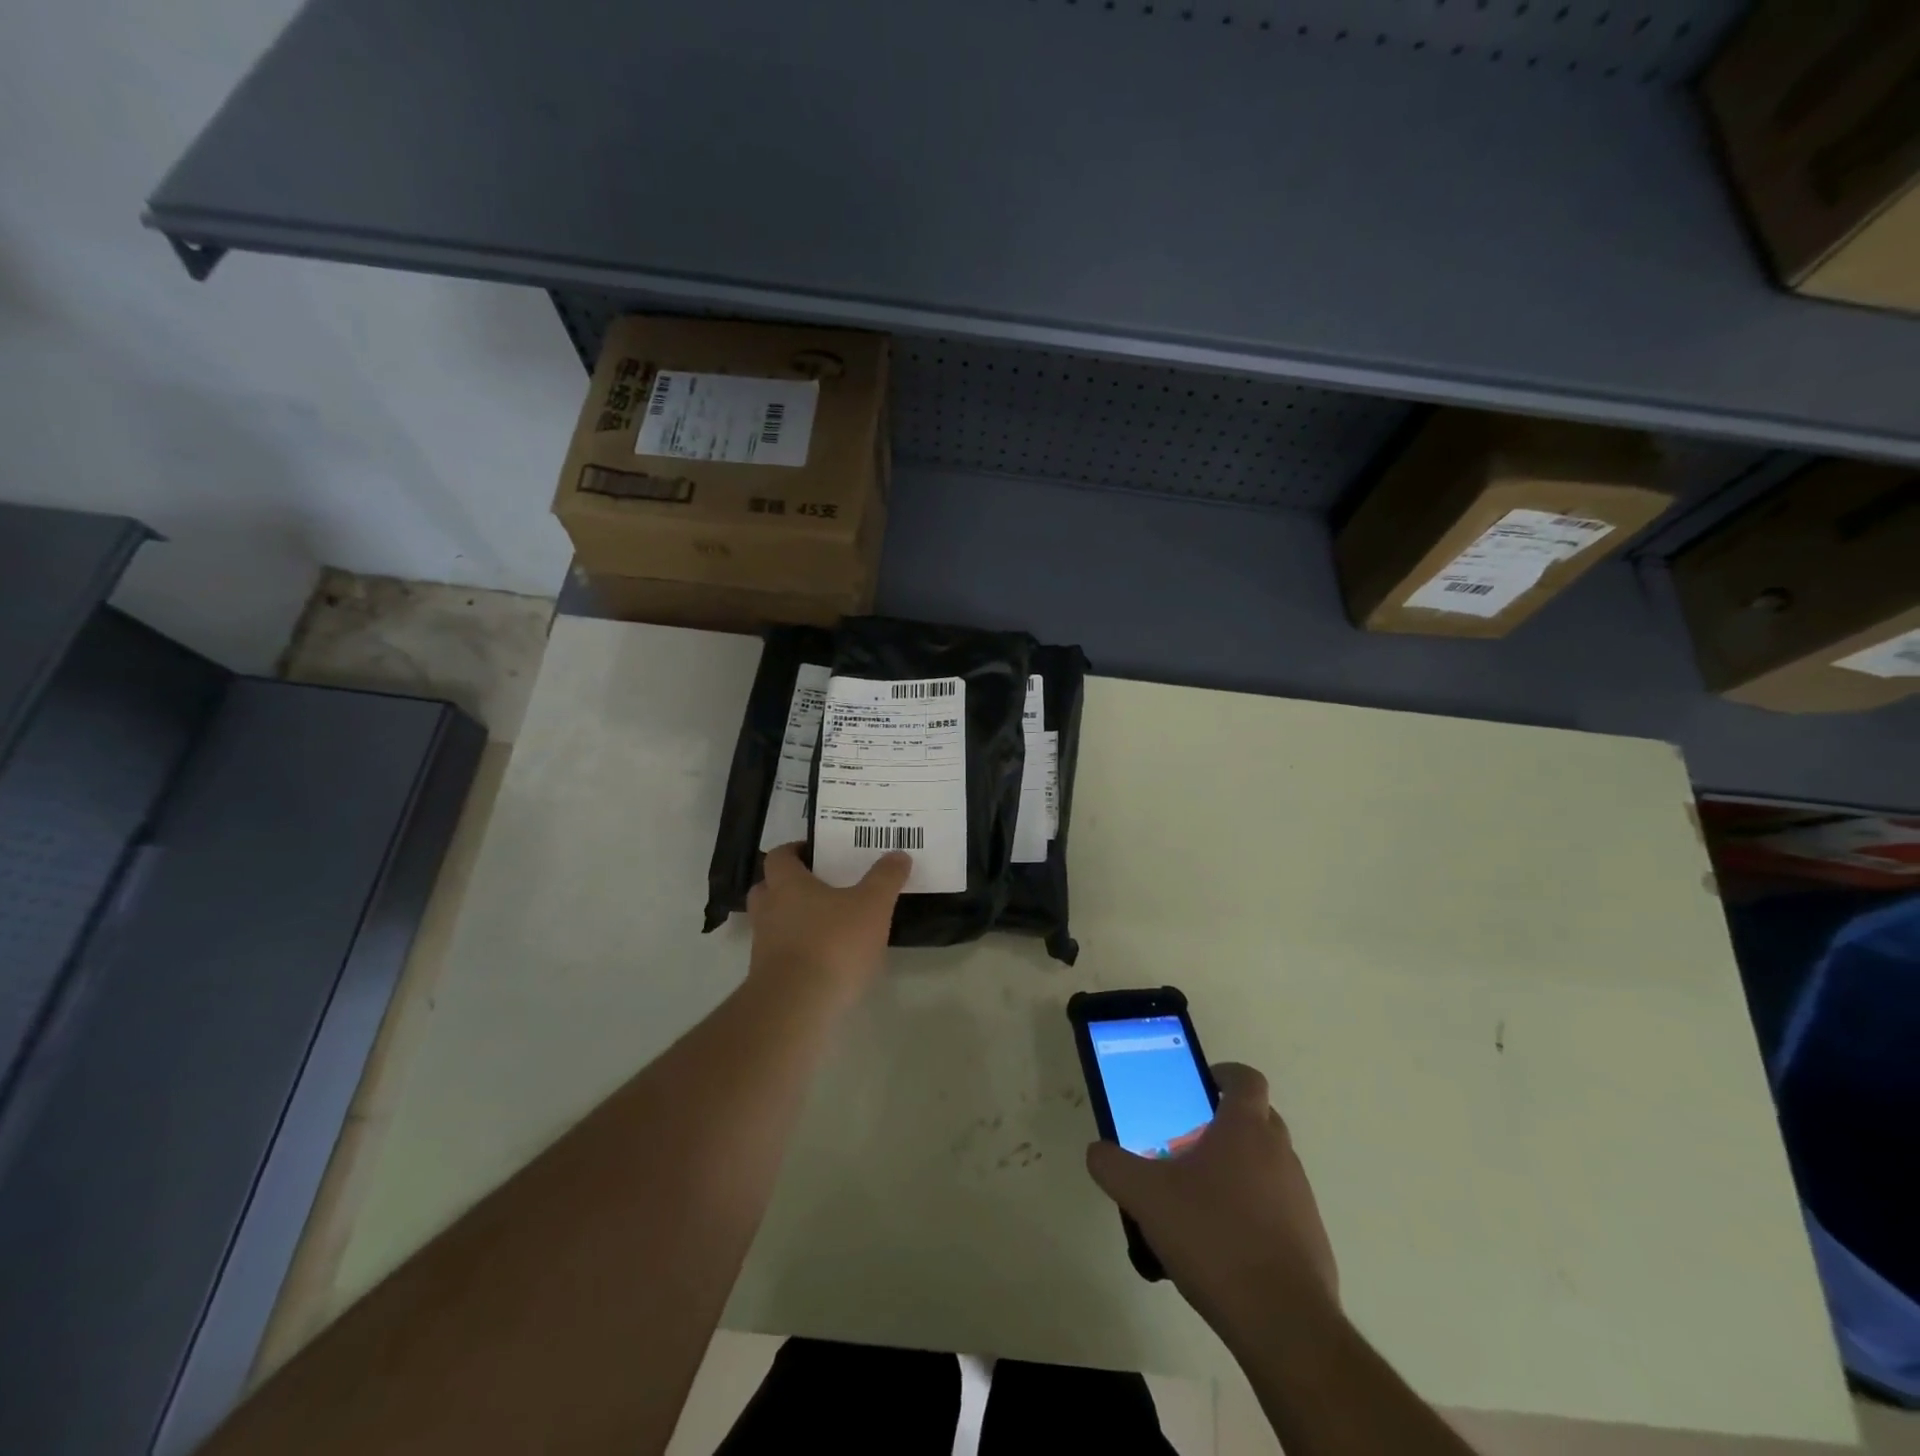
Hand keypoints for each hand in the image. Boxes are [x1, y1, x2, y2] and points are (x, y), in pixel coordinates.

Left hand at [747, 843, 909, 1004]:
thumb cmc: (833, 943)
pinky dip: (798, 952)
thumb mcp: (872, 905)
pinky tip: (826, 960)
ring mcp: (763, 946)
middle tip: (818, 886)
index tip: (817, 852)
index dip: (796, 850)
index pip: (780, 856)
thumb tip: (898, 854)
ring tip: (826, 924)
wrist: (797, 1007)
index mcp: (787, 884)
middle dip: (788, 885)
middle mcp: (768, 910)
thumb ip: (886, 878)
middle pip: (767, 888)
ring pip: (773, 923)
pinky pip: (781, 954)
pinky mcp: (768, 978)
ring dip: (793, 921)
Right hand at [1086, 1063, 1336, 1335]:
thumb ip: (1114, 1167)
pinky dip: (1254, 1212)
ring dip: (1238, 1170)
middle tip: (1186, 1144)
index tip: (1196, 1088)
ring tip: (1198, 1200)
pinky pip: (1278, 1208)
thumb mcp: (1146, 1197)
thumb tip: (1097, 1151)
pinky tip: (1223, 1244)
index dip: (1223, 1075)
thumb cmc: (1213, 1237)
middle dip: (1224, 1124)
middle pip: (1257, 1118)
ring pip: (1267, 1164)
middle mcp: (1280, 1153)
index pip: (1245, 1078)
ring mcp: (1301, 1197)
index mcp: (1246, 1128)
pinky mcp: (1310, 1240)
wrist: (1283, 1323)